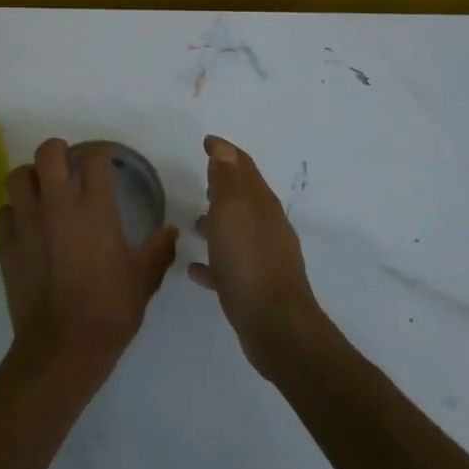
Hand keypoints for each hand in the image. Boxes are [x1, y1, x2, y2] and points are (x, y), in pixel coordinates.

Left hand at [0, 138, 178, 372]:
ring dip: (32, 177)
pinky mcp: (6, 243)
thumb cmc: (110, 309)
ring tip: (43, 190)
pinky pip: (6, 211)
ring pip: (19, 176)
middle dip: (58, 151)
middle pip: (48, 153)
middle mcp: (57, 205)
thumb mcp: (144, 278)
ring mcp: (27, 222)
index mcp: (95, 208)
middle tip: (68, 165)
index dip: (101, 153)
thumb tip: (170, 230)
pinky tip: (28, 225)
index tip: (105, 161)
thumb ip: (158, 249)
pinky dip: (16, 211)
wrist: (62, 346)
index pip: (94, 158)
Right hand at [189, 135, 323, 369]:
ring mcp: (263, 258)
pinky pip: (229, 266)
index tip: (206, 142)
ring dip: (217, 223)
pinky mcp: (255, 287)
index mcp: (261, 204)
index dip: (225, 152)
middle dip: (223, 186)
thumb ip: (227, 179)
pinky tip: (194, 269)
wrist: (275, 325)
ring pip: (237, 231)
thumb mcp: (233, 211)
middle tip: (201, 181)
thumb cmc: (248, 260)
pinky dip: (213, 261)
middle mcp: (266, 226)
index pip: (243, 167)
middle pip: (243, 198)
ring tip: (193, 224)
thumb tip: (224, 148)